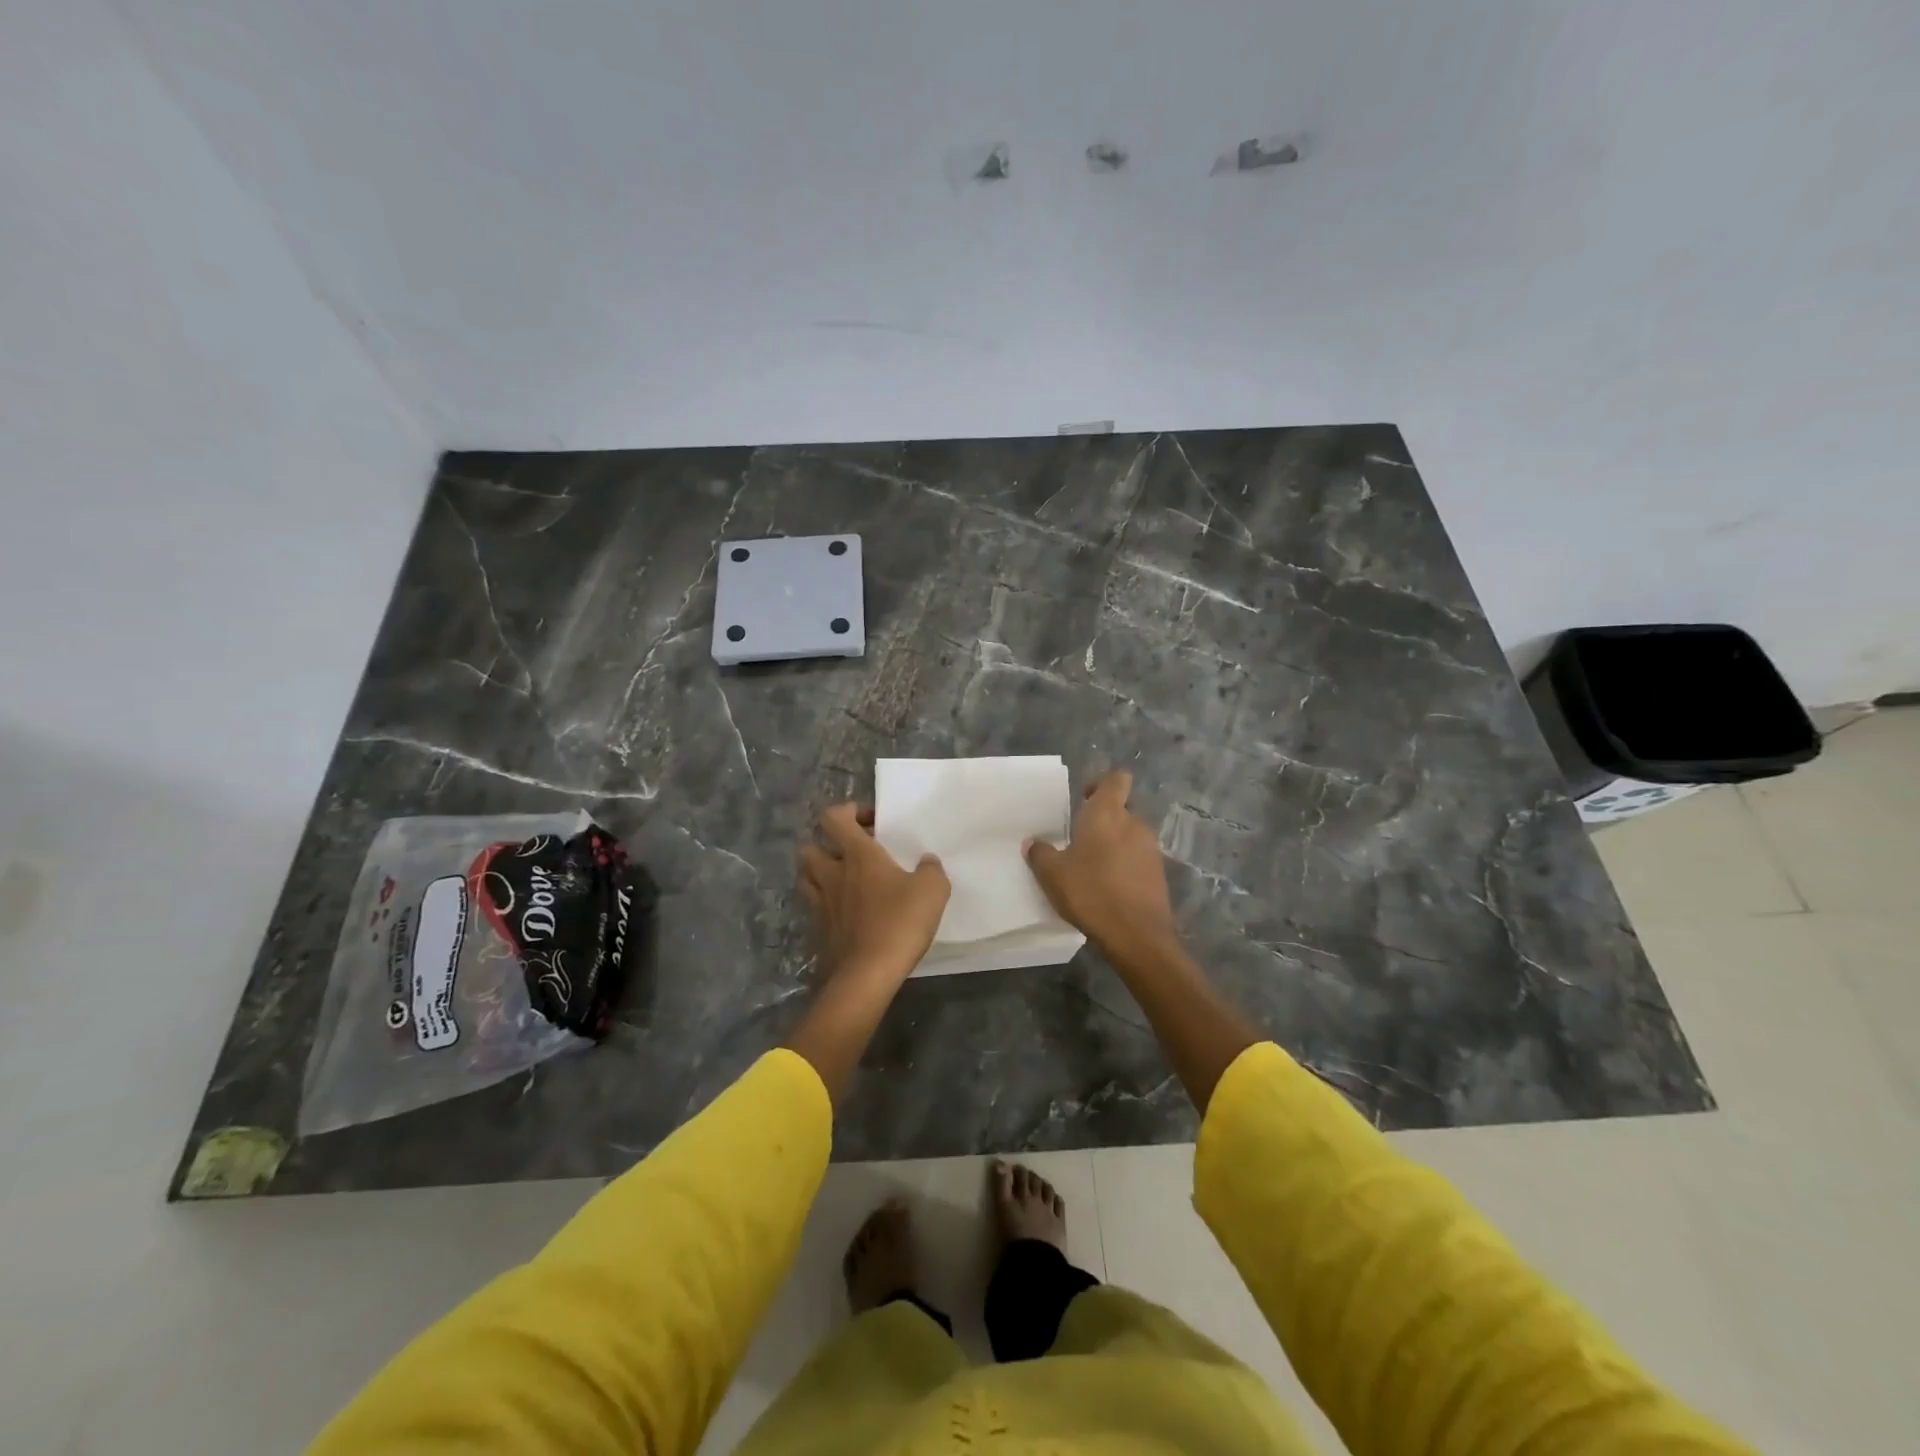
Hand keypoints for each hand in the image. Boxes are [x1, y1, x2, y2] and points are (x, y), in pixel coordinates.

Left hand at [799, 803, 950, 985]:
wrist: (866, 976)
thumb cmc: (899, 923)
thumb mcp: (932, 890)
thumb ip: (931, 870)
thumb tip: (926, 862)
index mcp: (857, 855)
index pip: (834, 817)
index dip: (848, 811)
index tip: (870, 821)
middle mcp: (832, 874)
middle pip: (810, 847)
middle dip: (826, 845)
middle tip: (852, 854)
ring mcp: (820, 904)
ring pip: (806, 877)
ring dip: (821, 873)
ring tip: (845, 881)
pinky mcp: (818, 932)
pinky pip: (815, 908)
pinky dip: (826, 905)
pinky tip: (847, 914)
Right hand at [1025, 770, 1177, 958]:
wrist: (1136, 935)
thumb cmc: (1091, 892)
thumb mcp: (1052, 874)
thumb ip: (1040, 854)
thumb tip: (1033, 842)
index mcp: (1108, 813)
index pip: (1116, 778)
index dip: (1102, 783)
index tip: (1084, 797)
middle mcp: (1134, 823)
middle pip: (1123, 807)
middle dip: (1105, 818)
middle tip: (1081, 837)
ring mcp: (1151, 848)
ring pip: (1131, 834)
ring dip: (1115, 842)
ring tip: (1093, 865)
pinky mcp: (1159, 873)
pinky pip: (1139, 857)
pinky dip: (1125, 864)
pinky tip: (1109, 885)